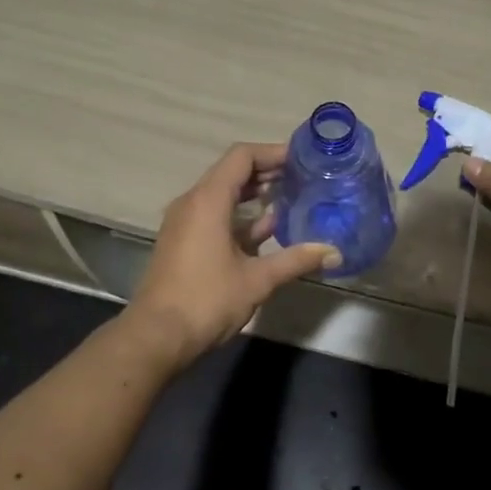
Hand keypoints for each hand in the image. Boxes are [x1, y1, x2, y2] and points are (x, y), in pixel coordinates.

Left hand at [123, 142, 339, 369]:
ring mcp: (185, 223)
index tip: (302, 159)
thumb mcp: (257, 279)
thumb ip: (296, 260)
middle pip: (232, 172)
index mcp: (208, 200)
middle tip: (303, 177)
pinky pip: (214, 215)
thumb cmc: (206, 300)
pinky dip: (240, 216)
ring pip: (223, 195)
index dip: (272, 152)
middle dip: (267, 172)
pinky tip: (268, 230)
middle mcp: (193, 203)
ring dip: (254, 195)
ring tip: (291, 199)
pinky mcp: (183, 242)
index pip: (241, 157)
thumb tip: (334, 252)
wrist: (156, 336)